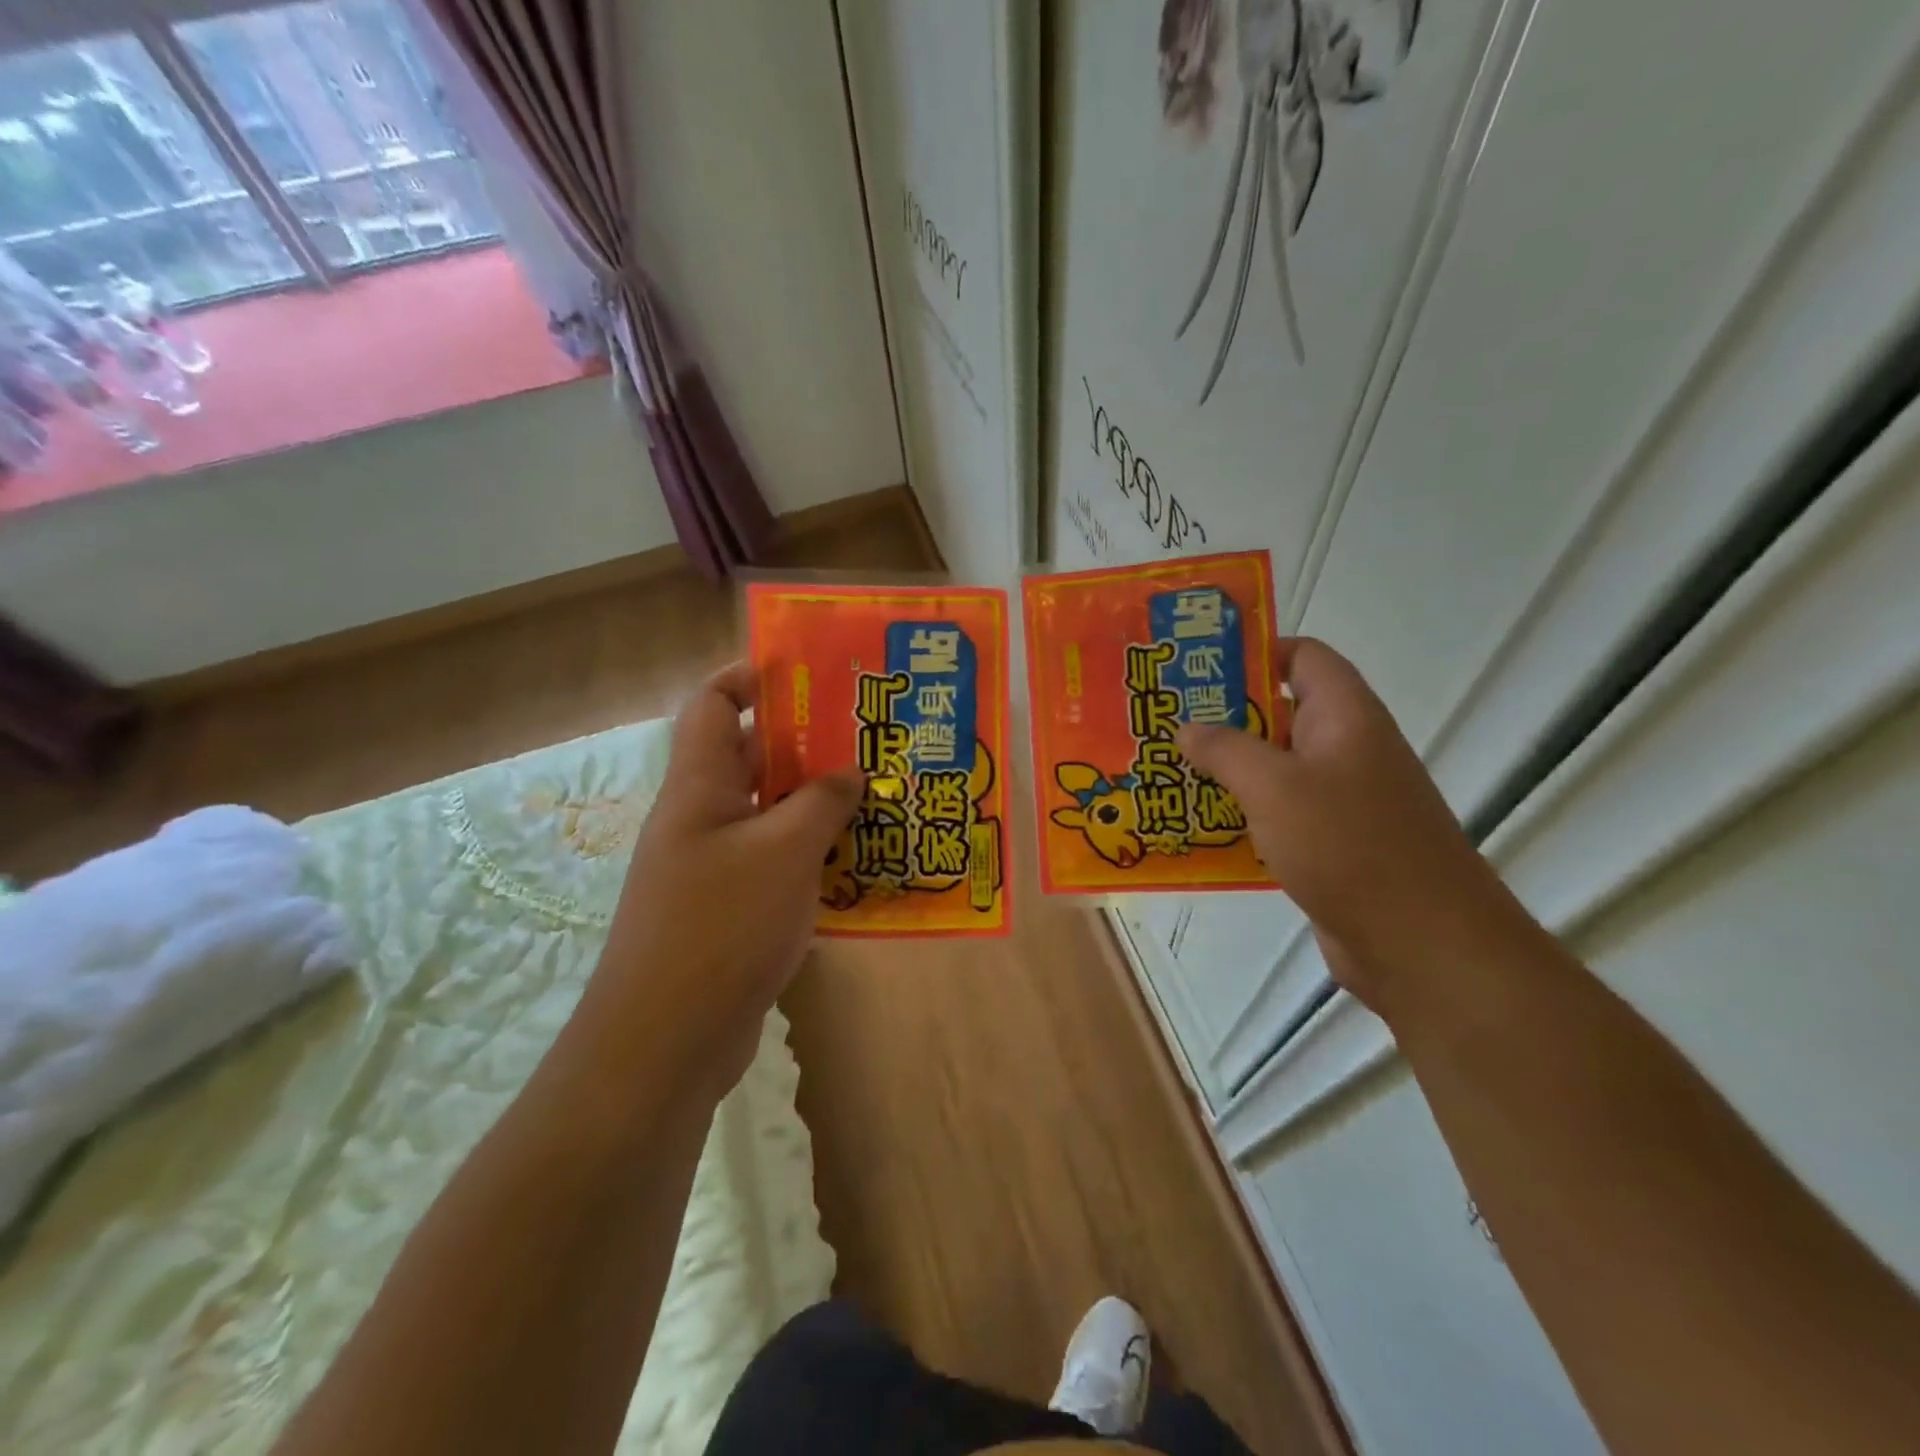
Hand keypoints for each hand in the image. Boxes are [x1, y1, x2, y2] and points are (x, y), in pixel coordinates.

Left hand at [585, 662, 862, 1100]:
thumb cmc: (721, 927)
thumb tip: (849, 771)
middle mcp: (700, 819)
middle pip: (749, 758)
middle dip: (803, 743)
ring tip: (873, 796)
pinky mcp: (728, 910)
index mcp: (699, 788)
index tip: (806, 675)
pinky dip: (810, 854)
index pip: (711, 704)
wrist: (666, 1041)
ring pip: (767, 814)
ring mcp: (711, 868)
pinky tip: (856, 864)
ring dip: (814, 804)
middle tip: (864, 738)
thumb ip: (821, 802)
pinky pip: (773, 862)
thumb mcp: (783, 852)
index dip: (750, 678)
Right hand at [1177, 639, 1522, 1009]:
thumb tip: (1187, 727)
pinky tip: (1193, 826)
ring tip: (1164, 770)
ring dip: (1223, 770)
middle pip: (1279, 713)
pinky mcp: (1328, 844)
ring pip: (1272, 769)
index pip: (1302, 657)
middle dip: (1221, 716)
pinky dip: (1238, 816)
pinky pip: (1274, 815)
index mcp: (1344, 716)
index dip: (1253, 652)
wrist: (1421, 944)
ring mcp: (1339, 800)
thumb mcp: (1275, 786)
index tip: (1195, 667)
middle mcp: (1344, 749)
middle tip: (1162, 721)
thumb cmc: (1350, 845)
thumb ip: (1226, 749)